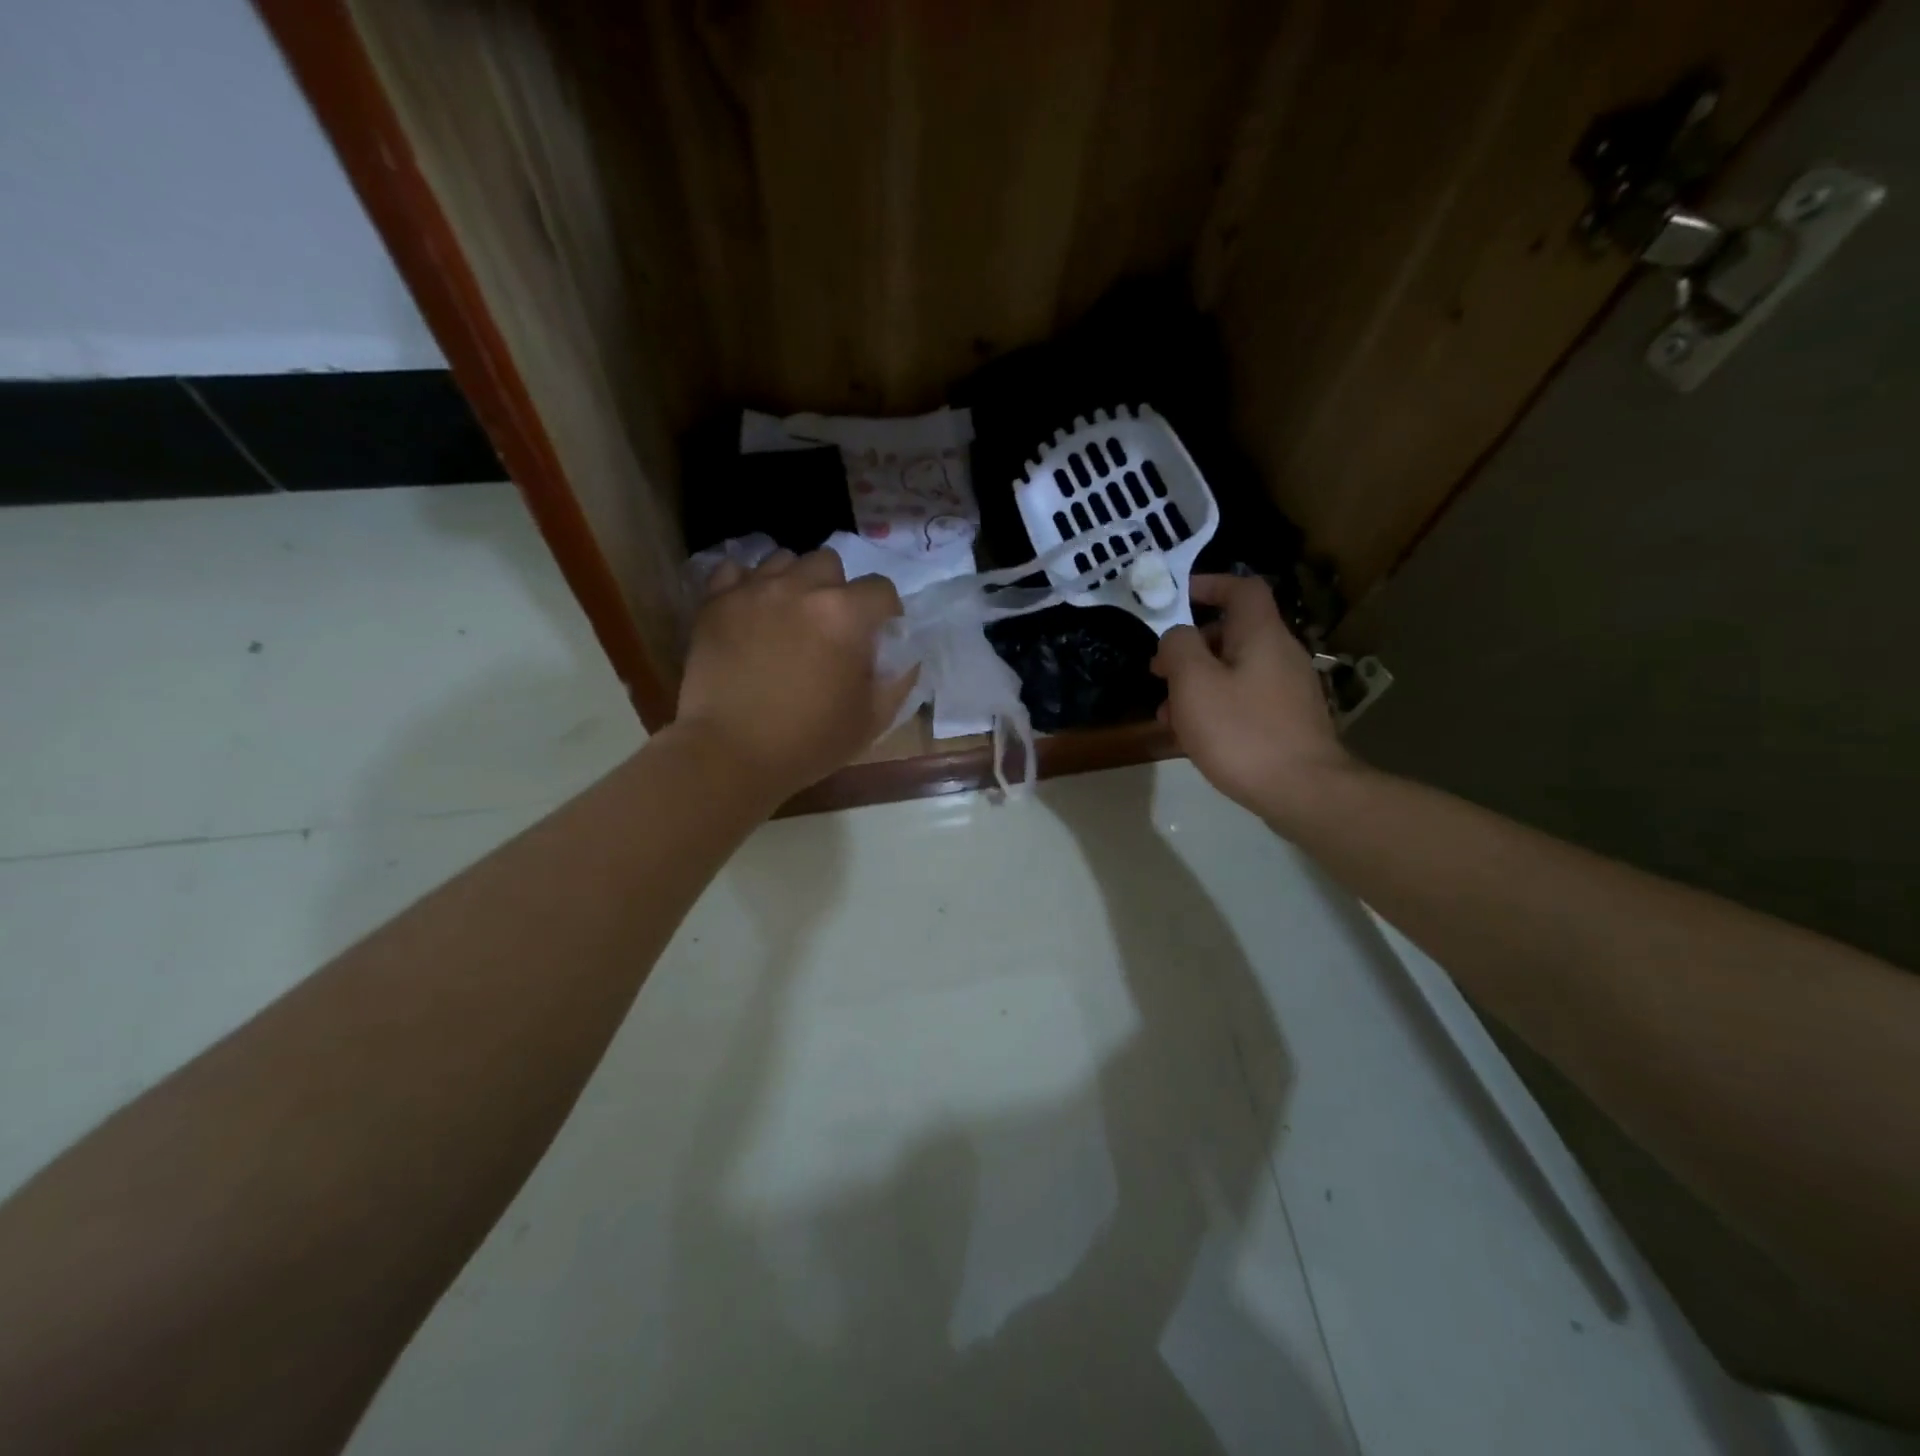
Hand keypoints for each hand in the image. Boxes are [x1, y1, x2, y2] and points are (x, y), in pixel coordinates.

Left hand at [673, 549, 915, 802]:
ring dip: (794, 582)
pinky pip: (734, 571)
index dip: (885, 610)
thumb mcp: (872, 719)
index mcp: (845, 615)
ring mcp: (753, 590)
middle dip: (836, 589)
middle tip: (829, 624)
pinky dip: (747, 585)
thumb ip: (897, 680)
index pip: (881, 588)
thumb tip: (905, 656)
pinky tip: (750, 611)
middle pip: (830, 563)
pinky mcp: (715, 602)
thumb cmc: (809, 741)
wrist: (730, 754)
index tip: (878, 633)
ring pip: (783, 560)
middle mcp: (801, 588)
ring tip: (788, 615)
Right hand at [1151, 574, 1355, 822]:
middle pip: (1233, 632)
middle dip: (1191, 646)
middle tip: (1159, 670)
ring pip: (1235, 670)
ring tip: (1168, 713)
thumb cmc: (1242, 731)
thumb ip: (1178, 648)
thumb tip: (1177, 636)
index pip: (1241, 589)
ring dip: (1198, 682)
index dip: (1208, 585)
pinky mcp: (1288, 721)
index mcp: (1261, 635)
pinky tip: (1195, 736)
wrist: (1303, 791)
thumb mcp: (1194, 683)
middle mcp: (1281, 654)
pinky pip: (1245, 699)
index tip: (1174, 599)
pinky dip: (1217, 705)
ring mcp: (1288, 690)